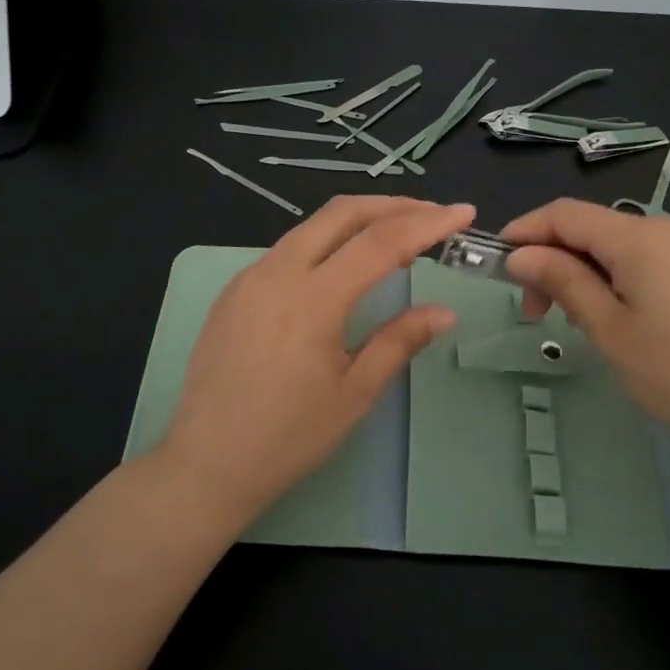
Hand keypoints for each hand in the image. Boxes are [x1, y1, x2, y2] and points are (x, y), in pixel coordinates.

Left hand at [156, 196, 473, 526]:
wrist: (206, 464)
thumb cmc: (288, 437)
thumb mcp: (354, 393)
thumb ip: (400, 341)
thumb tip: (445, 311)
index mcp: (312, 298)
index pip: (381, 242)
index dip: (427, 223)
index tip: (463, 213)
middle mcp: (278, 271)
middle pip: (343, 213)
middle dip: (393, 205)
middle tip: (433, 215)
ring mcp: (250, 276)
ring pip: (313, 226)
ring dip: (359, 221)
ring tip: (398, 238)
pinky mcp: (235, 290)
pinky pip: (289, 248)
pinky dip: (327, 243)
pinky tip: (344, 266)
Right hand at [501, 200, 669, 453]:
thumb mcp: (607, 328)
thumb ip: (561, 280)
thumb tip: (520, 255)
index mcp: (638, 237)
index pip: (564, 214)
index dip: (525, 231)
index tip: (498, 264)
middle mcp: (663, 227)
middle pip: (589, 226)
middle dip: (551, 258)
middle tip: (533, 310)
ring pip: (612, 242)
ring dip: (579, 270)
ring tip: (571, 318)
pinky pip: (639, 256)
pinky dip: (610, 275)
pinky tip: (608, 312)